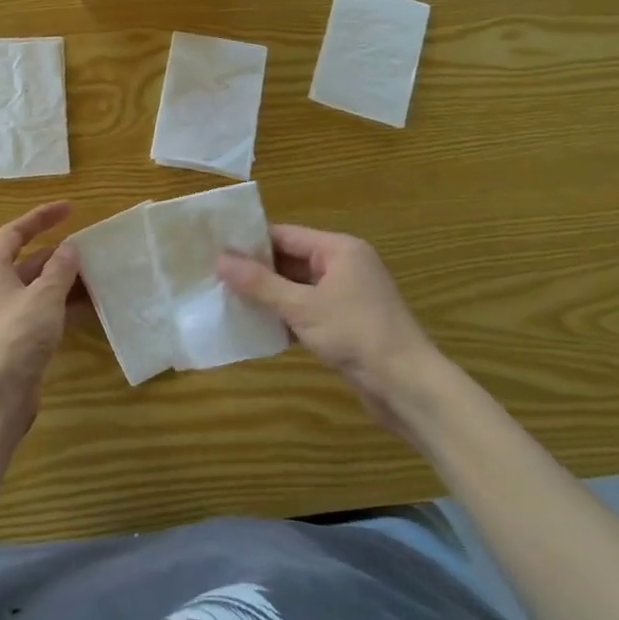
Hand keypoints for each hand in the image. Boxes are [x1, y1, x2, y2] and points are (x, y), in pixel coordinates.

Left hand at [0, 201, 81, 413]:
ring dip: (66, 282)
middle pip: (29, 261)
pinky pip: (43, 312)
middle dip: (60, 255)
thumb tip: (69, 249)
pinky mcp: (16, 338)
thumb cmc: (16, 334)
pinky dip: (64, 306)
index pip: (15, 232)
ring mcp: (5, 314)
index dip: (41, 217)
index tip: (70, 209)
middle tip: (92, 250)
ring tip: (99, 277)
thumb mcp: (44, 296)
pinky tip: (91, 309)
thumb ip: (60, 269)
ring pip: (39, 288)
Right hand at [218, 225, 448, 436]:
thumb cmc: (355, 334)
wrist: (405, 385)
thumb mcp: (302, 307)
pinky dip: (283, 315)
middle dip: (255, 270)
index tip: (214, 248)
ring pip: (295, 287)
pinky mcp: (344, 322)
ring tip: (225, 298)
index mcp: (339, 249)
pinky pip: (305, 309)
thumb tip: (219, 260)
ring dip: (267, 295)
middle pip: (290, 259)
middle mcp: (343, 265)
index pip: (285, 235)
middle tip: (213, 275)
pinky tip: (254, 325)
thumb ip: (259, 283)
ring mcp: (345, 295)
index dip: (250, 241)